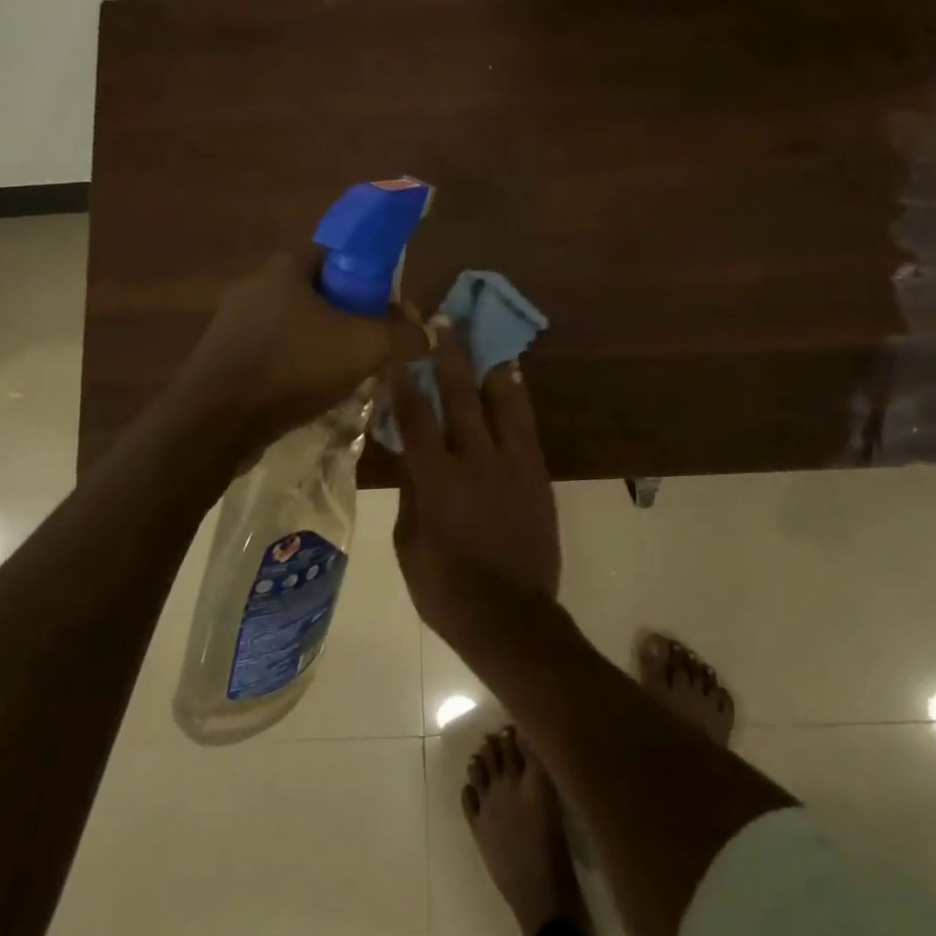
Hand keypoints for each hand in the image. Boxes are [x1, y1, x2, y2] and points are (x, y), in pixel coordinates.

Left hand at [175, 247, 427, 444]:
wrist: (216, 420)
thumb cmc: (293, 366)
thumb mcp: (365, 346)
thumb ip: (402, 335)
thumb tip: (428, 335)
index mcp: (285, 267)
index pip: (336, 255)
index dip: (367, 277)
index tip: (384, 308)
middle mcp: (254, 285)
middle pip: (316, 292)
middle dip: (346, 316)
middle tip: (370, 344)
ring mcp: (231, 322)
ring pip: (292, 325)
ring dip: (319, 344)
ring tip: (343, 375)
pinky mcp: (219, 357)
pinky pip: (269, 352)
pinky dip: (292, 366)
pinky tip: (307, 392)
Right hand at [388, 325, 560, 638]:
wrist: (510, 615)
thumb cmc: (445, 587)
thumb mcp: (408, 542)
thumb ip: (410, 492)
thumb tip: (409, 456)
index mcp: (434, 478)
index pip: (414, 415)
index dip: (404, 376)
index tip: (398, 344)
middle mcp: (474, 460)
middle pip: (458, 395)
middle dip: (448, 354)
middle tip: (442, 320)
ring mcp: (511, 464)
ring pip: (500, 401)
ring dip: (488, 365)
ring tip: (483, 336)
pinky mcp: (536, 473)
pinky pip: (526, 424)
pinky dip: (516, 397)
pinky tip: (511, 377)